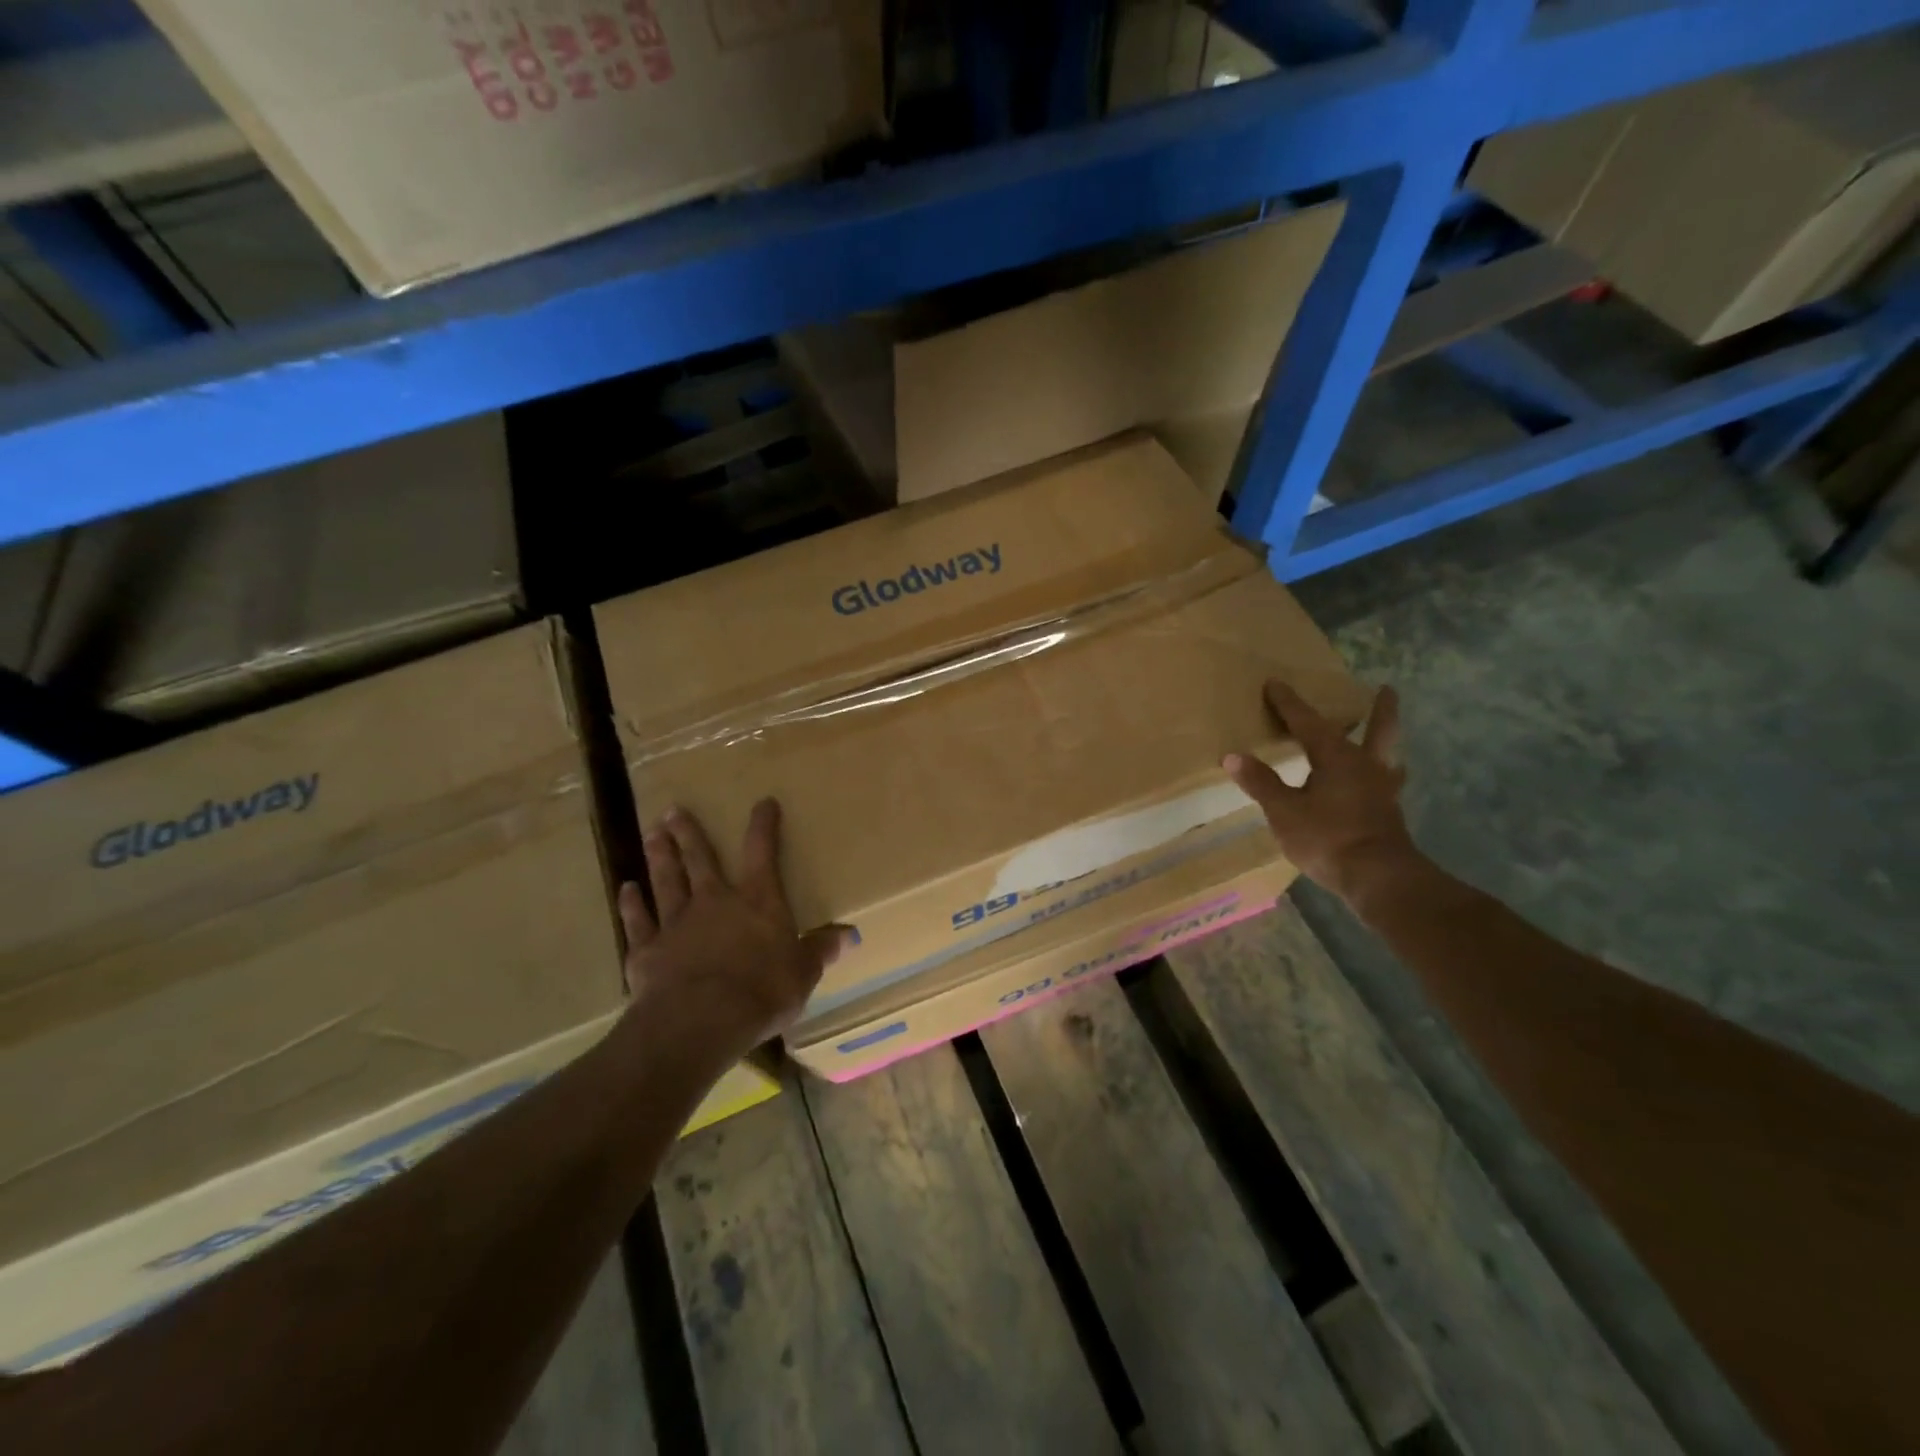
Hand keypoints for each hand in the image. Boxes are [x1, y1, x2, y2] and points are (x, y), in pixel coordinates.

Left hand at [616, 799, 847, 1055]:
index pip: (762, 853)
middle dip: (689, 834)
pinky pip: (638, 921)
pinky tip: (626, 889)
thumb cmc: (761, 991)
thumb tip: (851, 935)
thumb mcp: (803, 973)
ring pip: (666, 881)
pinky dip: (631, 904)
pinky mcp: (646, 950)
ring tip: (652, 834)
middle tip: (674, 811)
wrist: (699, 1020)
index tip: (763, 802)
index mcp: (756, 902)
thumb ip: (821, 949)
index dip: (763, 826)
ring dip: (660, 857)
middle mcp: (714, 902)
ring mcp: (676, 924)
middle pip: (699, 860)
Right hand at [1223, 680, 1419, 906]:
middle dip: (1379, 710)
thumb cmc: (1327, 838)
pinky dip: (1383, 776)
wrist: (1378, 878)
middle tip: (1386, 689)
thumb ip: (1261, 782)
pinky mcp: (1389, 814)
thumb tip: (1232, 756)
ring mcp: (1382, 790)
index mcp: (1336, 757)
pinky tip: (1378, 784)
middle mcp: (1364, 766)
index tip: (1275, 684)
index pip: (1308, 722)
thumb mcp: (1284, 811)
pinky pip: (1387, 783)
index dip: (1289, 703)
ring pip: (1387, 756)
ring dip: (1385, 741)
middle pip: (1376, 730)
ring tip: (1383, 738)